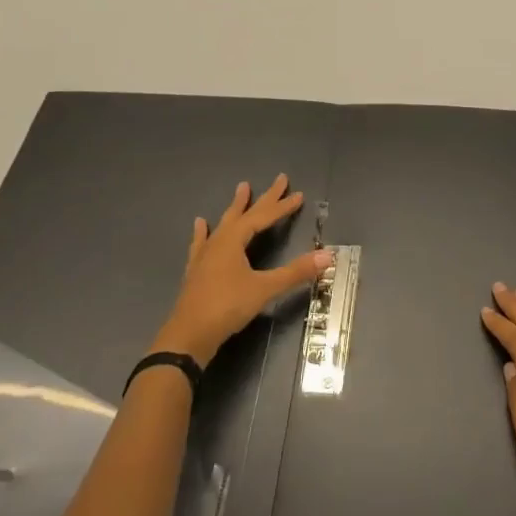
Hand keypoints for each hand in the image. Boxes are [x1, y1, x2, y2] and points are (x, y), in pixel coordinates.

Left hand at [153, 175, 332, 367]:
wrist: (188, 336)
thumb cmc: (227, 307)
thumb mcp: (264, 289)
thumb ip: (294, 272)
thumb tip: (327, 255)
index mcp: (234, 240)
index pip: (263, 217)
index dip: (282, 206)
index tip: (299, 194)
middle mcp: (219, 241)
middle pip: (245, 213)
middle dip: (265, 198)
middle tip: (279, 179)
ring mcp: (205, 255)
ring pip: (224, 223)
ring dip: (236, 207)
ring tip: (242, 187)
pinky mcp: (196, 270)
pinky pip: (202, 242)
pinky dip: (204, 232)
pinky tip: (200, 224)